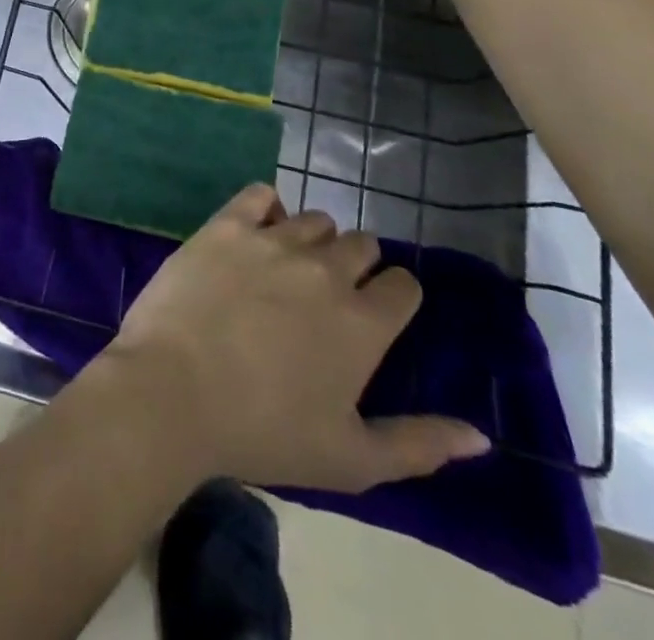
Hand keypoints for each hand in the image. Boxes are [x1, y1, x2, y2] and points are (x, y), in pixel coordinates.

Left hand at [98, 185, 487, 492]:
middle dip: (355, 266)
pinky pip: (260, 194)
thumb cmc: (262, 433)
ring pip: (314, 219)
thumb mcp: (350, 460)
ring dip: (312, 239)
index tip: (374, 315)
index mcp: (362, 323)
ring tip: (287, 268)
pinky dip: (265, 207)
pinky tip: (255, 231)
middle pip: (361, 245)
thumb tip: (481, 436)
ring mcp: (273, 240)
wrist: (172, 391)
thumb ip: (419, 445)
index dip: (393, 298)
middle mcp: (325, 270)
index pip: (404, 286)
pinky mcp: (226, 224)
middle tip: (325, 297)